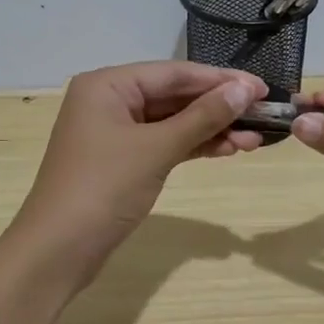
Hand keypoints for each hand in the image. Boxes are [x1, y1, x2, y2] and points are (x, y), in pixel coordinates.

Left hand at [13, 61, 267, 280]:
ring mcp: (114, 133)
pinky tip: (227, 150)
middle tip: (265, 115)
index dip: (221, 80)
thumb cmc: (103, 188)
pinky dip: (193, 147)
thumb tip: (246, 88)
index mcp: (107, 84)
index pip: (174, 73)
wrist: (58, 250)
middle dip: (219, 107)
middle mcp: (108, 100)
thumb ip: (203, 117)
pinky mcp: (121, 161)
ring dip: (211, 129)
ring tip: (254, 139)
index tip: (263, 88)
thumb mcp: (156, 149)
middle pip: (174, 96)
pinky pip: (163, 143)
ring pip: (172, 122)